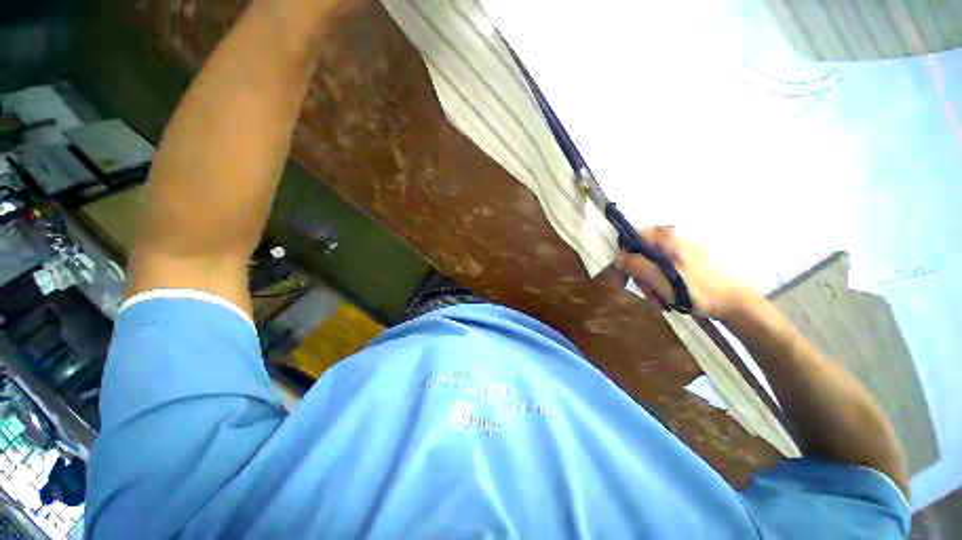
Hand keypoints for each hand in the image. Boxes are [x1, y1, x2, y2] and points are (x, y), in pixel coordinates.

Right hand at [613, 227, 752, 319]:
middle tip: (645, 292)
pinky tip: (665, 297)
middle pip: (639, 252)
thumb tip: (616, 258)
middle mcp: (671, 238)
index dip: (622, 255)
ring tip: (658, 299)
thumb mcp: (660, 279)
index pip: (631, 236)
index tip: (623, 275)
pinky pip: (661, 269)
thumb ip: (636, 265)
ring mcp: (678, 250)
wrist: (734, 303)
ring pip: (649, 263)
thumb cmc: (697, 290)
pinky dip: (659, 283)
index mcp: (666, 237)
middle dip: (638, 274)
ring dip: (648, 283)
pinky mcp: (684, 261)